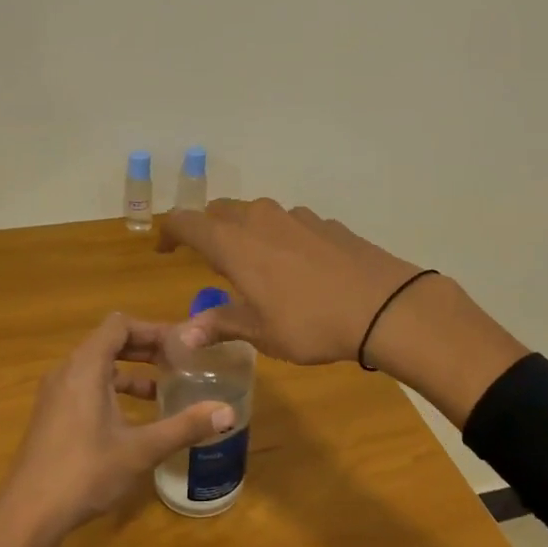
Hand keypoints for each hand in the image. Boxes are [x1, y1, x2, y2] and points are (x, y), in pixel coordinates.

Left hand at [0, 312, 233, 539]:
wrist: (27, 515)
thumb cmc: (85, 472)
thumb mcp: (141, 449)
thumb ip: (185, 426)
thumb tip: (228, 413)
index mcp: (85, 367)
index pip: (119, 325)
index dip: (152, 329)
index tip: (181, 344)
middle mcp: (67, 371)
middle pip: (108, 341)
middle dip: (144, 348)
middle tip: (179, 361)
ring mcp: (55, 394)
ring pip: (97, 365)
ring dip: (129, 369)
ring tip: (163, 388)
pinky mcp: (52, 415)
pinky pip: (86, 385)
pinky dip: (112, 388)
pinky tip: (133, 416)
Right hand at [157, 198, 424, 364]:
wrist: (383, 305)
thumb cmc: (310, 322)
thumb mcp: (260, 332)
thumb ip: (220, 324)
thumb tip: (183, 335)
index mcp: (234, 243)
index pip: (186, 222)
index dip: (169, 232)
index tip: (164, 250)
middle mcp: (260, 219)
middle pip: (220, 211)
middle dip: (207, 230)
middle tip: (209, 259)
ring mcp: (296, 216)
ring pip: (256, 214)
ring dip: (245, 232)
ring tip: (253, 265)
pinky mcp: (325, 223)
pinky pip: (288, 223)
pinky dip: (278, 237)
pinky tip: (295, 266)